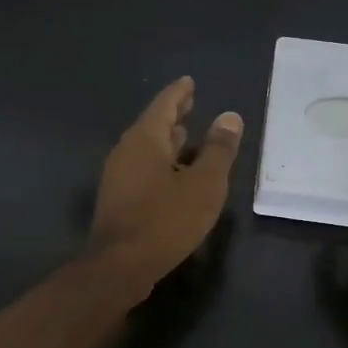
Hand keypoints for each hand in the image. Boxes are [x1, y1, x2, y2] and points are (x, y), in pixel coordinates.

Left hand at [90, 76, 243, 291]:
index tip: (189, 82)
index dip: (179, 93)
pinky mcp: (118, 198)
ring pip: (146, 147)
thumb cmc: (165, 220)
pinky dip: (160, 160)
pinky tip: (173, 173)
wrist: (120, 265)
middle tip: (190, 102)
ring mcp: (118, 175)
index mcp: (145, 139)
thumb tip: (229, 117)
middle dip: (172, 113)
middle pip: (152, 124)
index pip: (164, 104)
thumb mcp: (204, 184)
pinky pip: (142, 167)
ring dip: (166, 139)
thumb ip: (218, 150)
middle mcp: (127, 150)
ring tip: (185, 134)